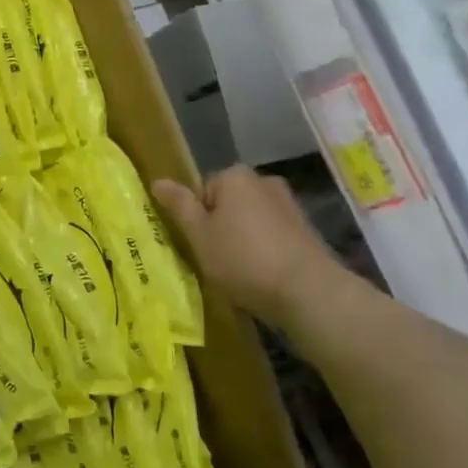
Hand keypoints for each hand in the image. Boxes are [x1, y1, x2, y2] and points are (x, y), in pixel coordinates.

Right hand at [153, 167, 342, 325]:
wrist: (309, 291)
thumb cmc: (243, 259)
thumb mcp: (199, 235)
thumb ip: (179, 206)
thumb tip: (157, 181)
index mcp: (234, 176)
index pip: (202, 190)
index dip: (197, 218)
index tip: (199, 244)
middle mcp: (264, 181)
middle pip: (228, 203)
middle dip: (221, 226)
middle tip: (216, 258)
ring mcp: (290, 205)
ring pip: (251, 220)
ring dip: (244, 239)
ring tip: (240, 271)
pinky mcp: (308, 230)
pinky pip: (273, 235)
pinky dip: (265, 250)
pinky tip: (264, 275)